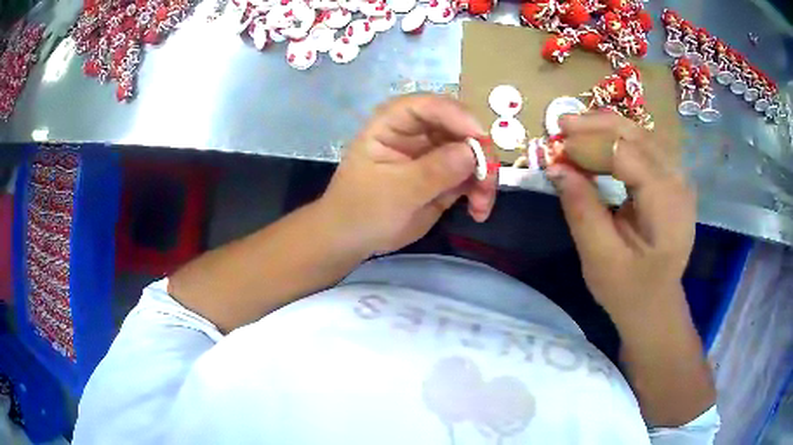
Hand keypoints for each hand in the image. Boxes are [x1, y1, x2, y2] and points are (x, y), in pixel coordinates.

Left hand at [319, 94, 497, 255]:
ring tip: (481, 205)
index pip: (429, 106)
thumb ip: (434, 171)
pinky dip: (480, 191)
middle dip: (479, 152)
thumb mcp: (396, 191)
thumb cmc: (362, 209)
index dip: (458, 116)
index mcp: (394, 123)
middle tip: (487, 182)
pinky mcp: (444, 176)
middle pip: (459, 126)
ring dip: (484, 176)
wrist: (353, 238)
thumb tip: (472, 152)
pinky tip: (478, 211)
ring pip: (472, 152)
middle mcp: (417, 132)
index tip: (480, 139)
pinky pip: (471, 175)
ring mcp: (433, 153)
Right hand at [547, 112, 695, 321]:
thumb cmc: (629, 291)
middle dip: (598, 126)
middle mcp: (678, 184)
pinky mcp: (672, 181)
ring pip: (643, 135)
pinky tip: (600, 141)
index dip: (591, 146)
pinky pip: (646, 147)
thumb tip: (556, 167)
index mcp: (667, 206)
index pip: (628, 156)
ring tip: (575, 128)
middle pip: (638, 136)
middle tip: (562, 125)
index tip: (558, 149)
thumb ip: (582, 211)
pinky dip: (619, 139)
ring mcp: (678, 180)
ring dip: (608, 128)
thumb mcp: (600, 259)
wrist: (655, 306)